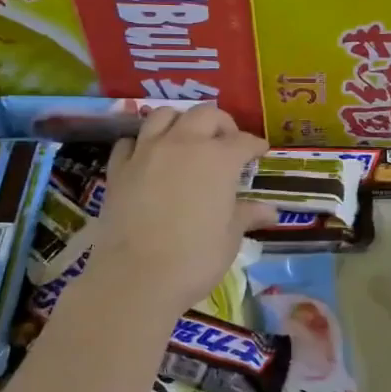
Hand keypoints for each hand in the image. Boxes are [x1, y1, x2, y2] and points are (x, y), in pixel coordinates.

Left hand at [92, 106, 274, 314]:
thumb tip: (271, 211)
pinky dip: (143, 142)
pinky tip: (149, 156)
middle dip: (221, 123)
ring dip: (181, 121)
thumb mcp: (230, 237)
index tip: (260, 152)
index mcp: (219, 159)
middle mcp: (184, 144)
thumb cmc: (195, 258)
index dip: (255, 146)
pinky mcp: (119, 168)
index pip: (244, 141)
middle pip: (205, 115)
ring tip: (187, 138)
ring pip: (164, 115)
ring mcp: (147, 152)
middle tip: (227, 141)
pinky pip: (131, 141)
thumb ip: (247, 215)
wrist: (136, 277)